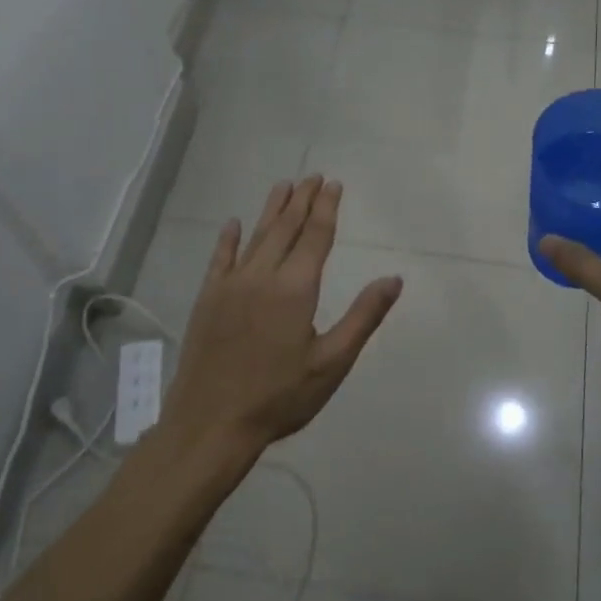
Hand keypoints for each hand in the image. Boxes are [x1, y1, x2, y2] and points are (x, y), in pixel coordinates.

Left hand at [161, 175, 402, 459]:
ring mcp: (230, 285)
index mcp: (295, 289)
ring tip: (284, 185)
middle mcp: (261, 276)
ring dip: (271, 209)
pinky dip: (229, 238)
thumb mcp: (332, 363)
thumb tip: (393, 279)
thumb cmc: (279, 397)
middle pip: (285, 228)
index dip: (326, 208)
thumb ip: (363, 317)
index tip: (333, 184)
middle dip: (301, 200)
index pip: (315, 236)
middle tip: (313, 177)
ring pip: (255, 236)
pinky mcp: (207, 299)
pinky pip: (220, 258)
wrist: (211, 423)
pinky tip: (234, 224)